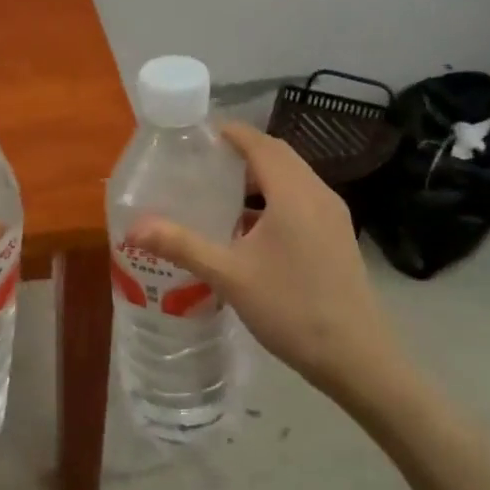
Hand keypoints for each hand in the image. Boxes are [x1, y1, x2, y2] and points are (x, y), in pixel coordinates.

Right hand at [126, 122, 394, 401]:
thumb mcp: (229, 275)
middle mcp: (318, 194)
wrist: (356, 357)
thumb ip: (181, 245)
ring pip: (293, 179)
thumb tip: (133, 228)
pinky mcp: (337, 237)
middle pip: (279, 156)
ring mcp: (333, 216)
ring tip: (221, 192)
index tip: (198, 133)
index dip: (231, 132)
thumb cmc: (291, 308)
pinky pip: (302, 200)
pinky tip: (250, 229)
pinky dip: (274, 199)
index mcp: (293, 193)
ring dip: (259, 177)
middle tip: (203, 161)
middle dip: (242, 152)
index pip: (260, 143)